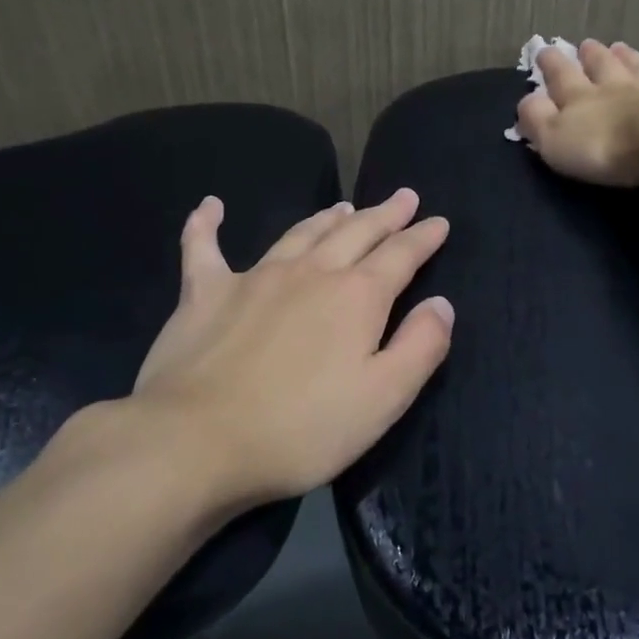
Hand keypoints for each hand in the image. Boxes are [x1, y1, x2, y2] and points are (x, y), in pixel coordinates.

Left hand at [68, 189, 453, 509]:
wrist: (196, 441)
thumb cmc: (301, 429)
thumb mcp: (383, 398)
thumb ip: (420, 346)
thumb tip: (442, 304)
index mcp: (357, 297)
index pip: (400, 256)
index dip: (423, 237)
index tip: (439, 221)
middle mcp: (310, 273)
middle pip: (355, 233)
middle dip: (384, 215)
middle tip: (403, 197)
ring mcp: (254, 277)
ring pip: (299, 234)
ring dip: (326, 218)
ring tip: (344, 206)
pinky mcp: (204, 293)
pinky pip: (204, 247)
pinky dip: (207, 223)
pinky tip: (210, 206)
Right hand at [513, 39, 638, 186]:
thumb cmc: (603, 146)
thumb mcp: (554, 138)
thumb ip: (537, 118)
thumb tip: (527, 99)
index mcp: (580, 97)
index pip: (561, 76)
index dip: (551, 64)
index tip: (545, 49)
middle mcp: (616, 87)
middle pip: (602, 66)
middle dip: (591, 55)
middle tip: (586, 44)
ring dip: (629, 58)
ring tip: (622, 47)